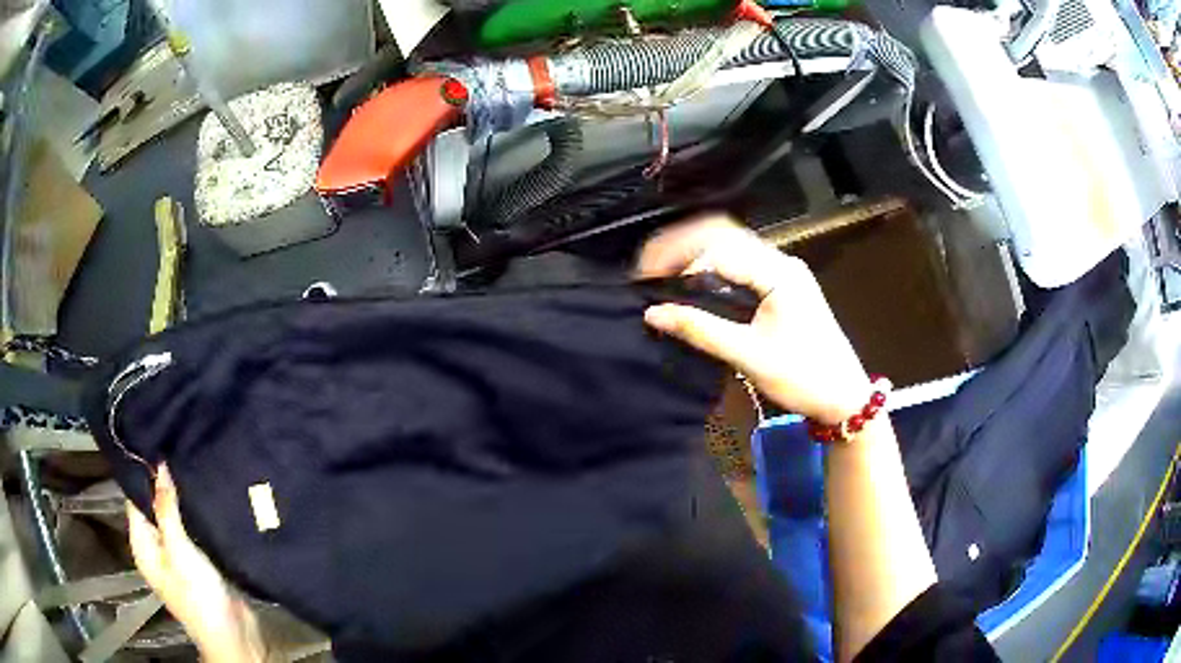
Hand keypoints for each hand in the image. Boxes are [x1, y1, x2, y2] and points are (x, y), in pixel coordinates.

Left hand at [127, 464, 267, 662]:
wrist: (233, 634)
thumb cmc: (197, 594)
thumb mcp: (178, 549)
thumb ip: (166, 508)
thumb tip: (158, 466)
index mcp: (142, 545)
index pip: (135, 499)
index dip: (143, 473)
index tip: (157, 442)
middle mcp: (155, 548)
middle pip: (154, 507)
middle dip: (165, 484)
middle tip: (179, 449)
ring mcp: (177, 556)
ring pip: (175, 519)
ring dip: (182, 500)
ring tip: (193, 465)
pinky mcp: (198, 562)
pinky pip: (191, 531)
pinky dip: (195, 516)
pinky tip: (205, 497)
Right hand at [637, 215, 870, 424]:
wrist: (844, 396)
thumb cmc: (803, 377)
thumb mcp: (749, 356)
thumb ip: (700, 330)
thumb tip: (652, 313)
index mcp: (778, 272)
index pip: (718, 247)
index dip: (677, 257)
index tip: (646, 277)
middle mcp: (781, 261)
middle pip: (723, 235)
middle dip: (681, 246)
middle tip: (647, 269)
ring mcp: (783, 271)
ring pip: (731, 246)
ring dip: (695, 254)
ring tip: (662, 273)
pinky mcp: (781, 284)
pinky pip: (740, 263)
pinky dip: (712, 267)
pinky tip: (692, 282)